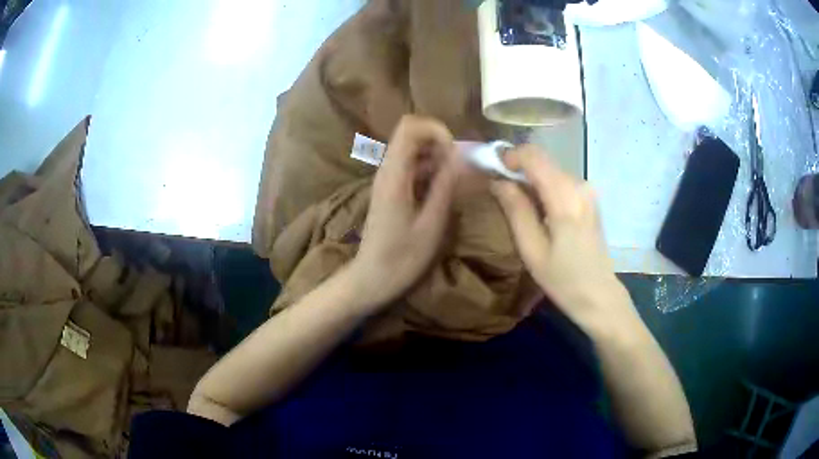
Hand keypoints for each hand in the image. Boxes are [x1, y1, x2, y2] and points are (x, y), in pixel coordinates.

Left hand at [346, 115, 456, 310]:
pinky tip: (444, 192)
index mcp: (394, 174)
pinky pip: (412, 167)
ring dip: (439, 159)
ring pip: (415, 151)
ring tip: (457, 183)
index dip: (437, 131)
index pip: (410, 126)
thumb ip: (446, 185)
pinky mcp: (391, 189)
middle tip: (461, 171)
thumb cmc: (402, 258)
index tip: (455, 155)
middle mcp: (388, 170)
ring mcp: (388, 179)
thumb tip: (462, 155)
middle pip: (413, 135)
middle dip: (442, 145)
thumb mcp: (431, 223)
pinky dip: (431, 171)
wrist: (372, 278)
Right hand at [490, 145, 630, 331]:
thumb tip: (498, 181)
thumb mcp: (532, 249)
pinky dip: (544, 187)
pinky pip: (560, 181)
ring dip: (530, 179)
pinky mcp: (589, 198)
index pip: (534, 156)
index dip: (510, 156)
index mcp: (565, 198)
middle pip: (542, 160)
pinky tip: (538, 211)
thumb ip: (516, 210)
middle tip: (500, 190)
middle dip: (518, 168)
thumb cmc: (563, 279)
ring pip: (550, 169)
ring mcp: (587, 191)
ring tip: (517, 205)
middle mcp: (579, 185)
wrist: (599, 295)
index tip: (493, 170)